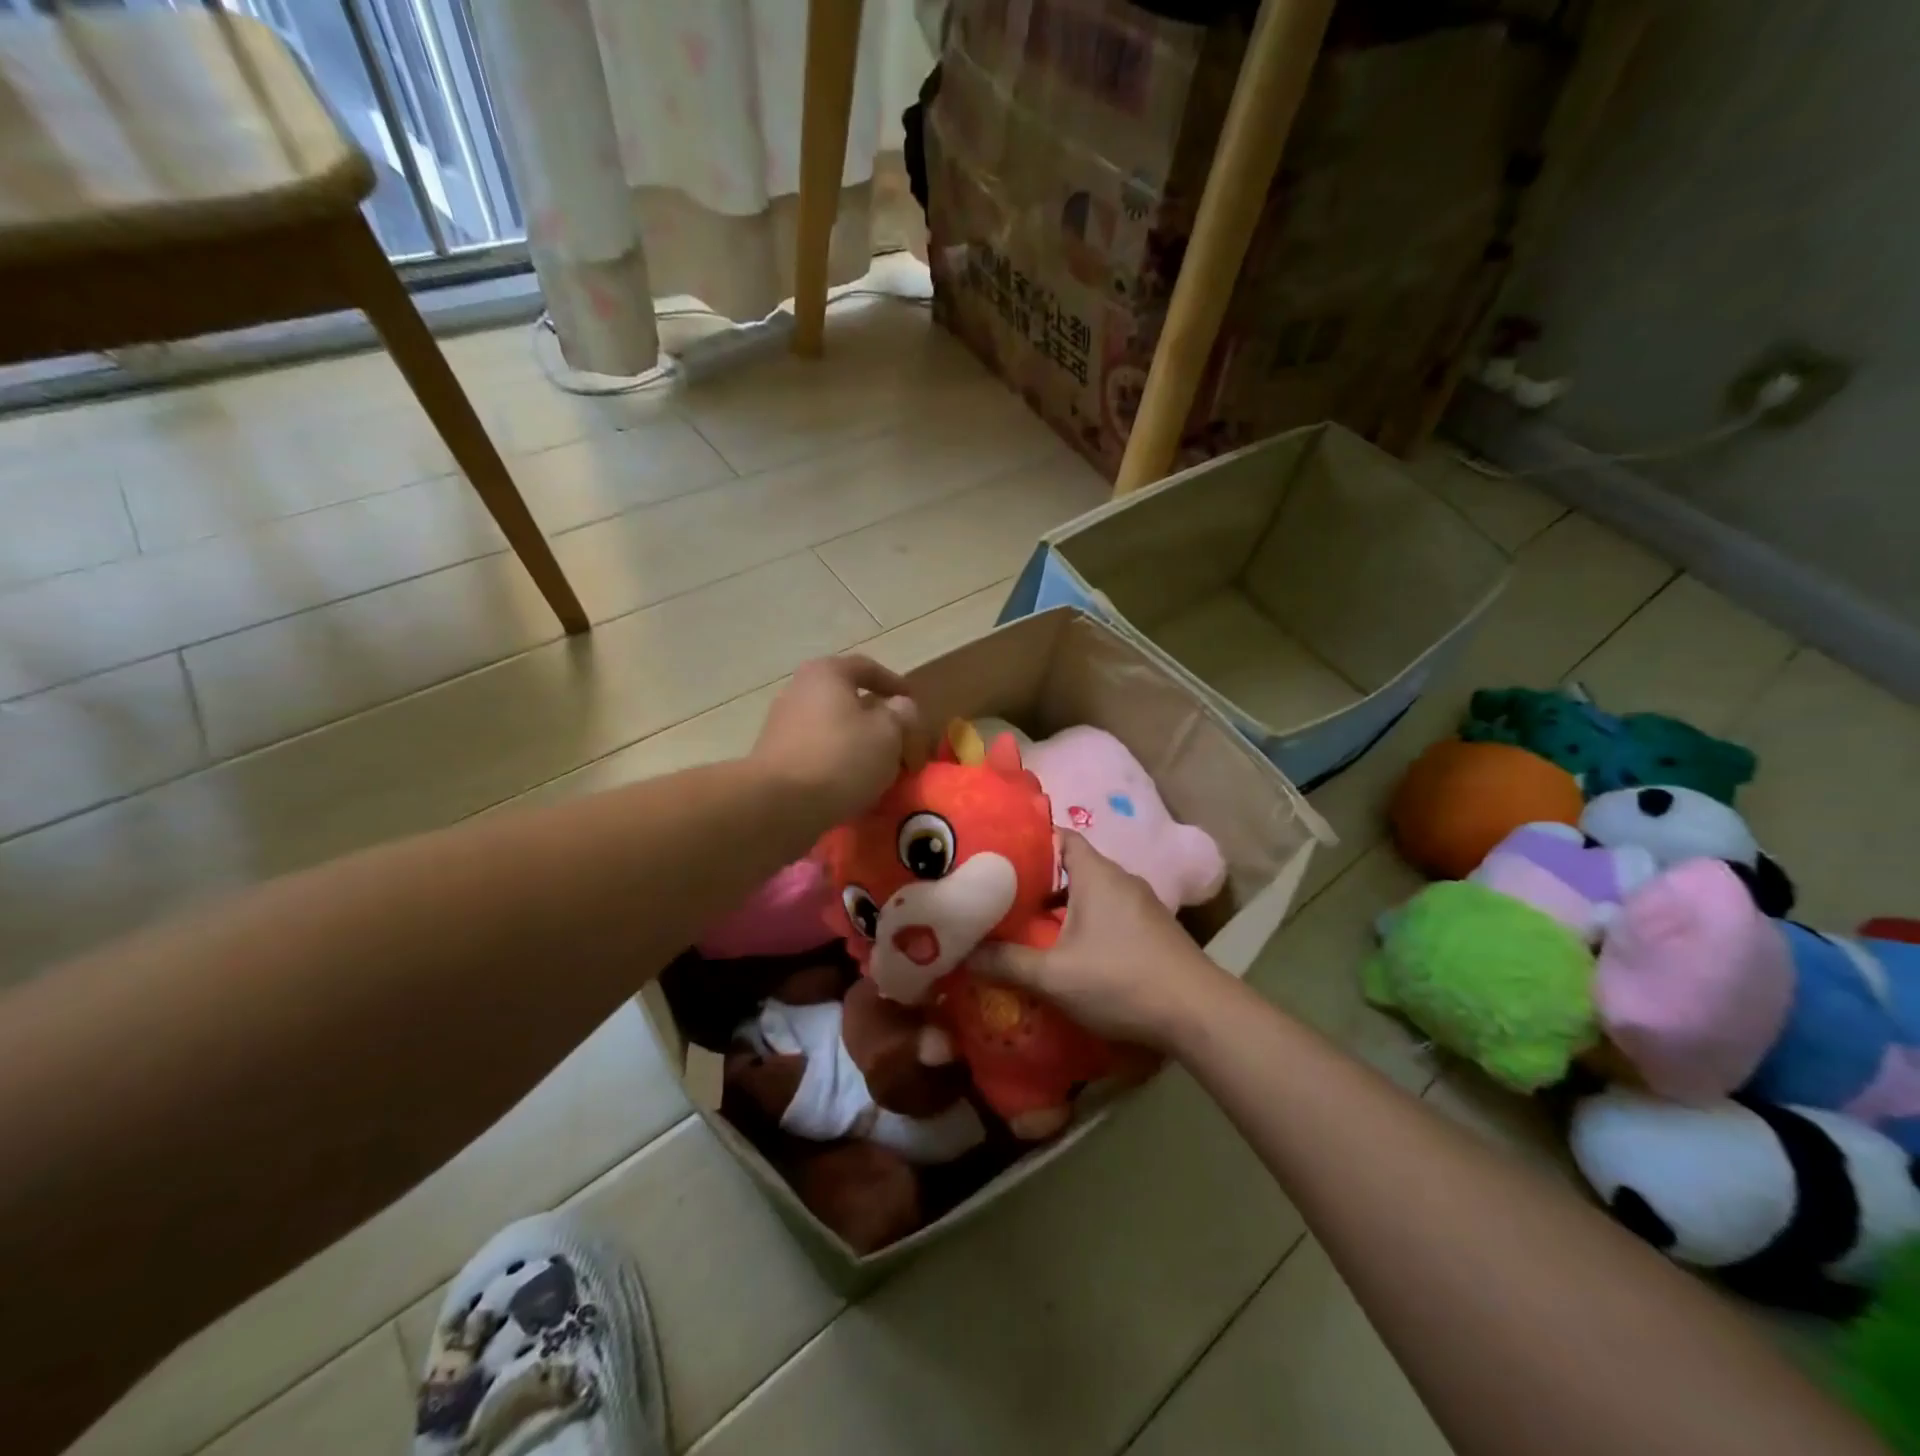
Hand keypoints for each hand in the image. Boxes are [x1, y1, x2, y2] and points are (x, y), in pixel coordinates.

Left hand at [751, 656, 926, 824]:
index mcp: (826, 674)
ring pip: (833, 729)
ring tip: (882, 769)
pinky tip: (854, 785)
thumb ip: (901, 714)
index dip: (894, 683)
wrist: (780, 805)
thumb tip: (900, 707)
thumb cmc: (841, 758)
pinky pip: (817, 753)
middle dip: (877, 720)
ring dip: (858, 745)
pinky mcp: (776, 759)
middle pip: (847, 700)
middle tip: (901, 741)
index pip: (866, 668)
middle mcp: (798, 691)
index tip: (912, 703)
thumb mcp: (888, 733)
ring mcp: (782, 726)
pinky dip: (838, 763)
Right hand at [972, 833, 1232, 1051]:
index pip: (1060, 836)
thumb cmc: (1121, 980)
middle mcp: (1121, 879)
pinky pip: (1109, 912)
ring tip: (1027, 925)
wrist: (1198, 1013)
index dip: (1029, 840)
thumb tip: (962, 953)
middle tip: (1002, 895)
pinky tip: (1068, 951)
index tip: (998, 854)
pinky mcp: (1152, 929)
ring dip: (1061, 905)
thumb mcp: (1054, 975)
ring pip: (1090, 893)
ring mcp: (1141, 904)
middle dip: (1038, 879)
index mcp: (1097, 874)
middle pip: (1072, 866)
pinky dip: (1084, 922)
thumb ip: (1006, 962)